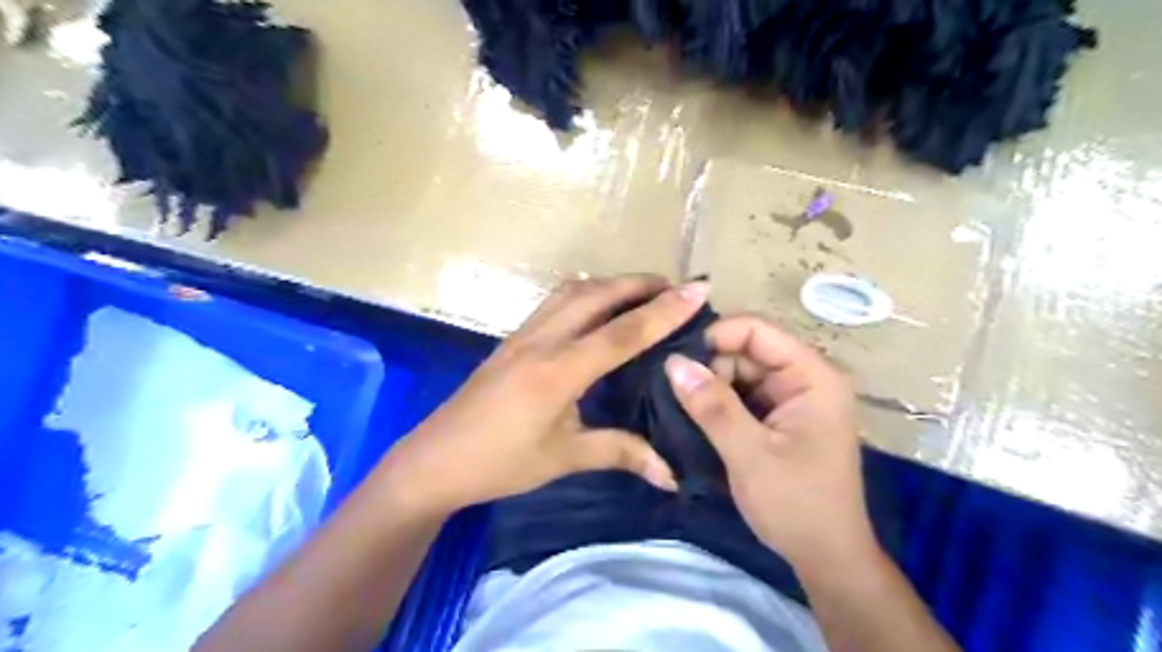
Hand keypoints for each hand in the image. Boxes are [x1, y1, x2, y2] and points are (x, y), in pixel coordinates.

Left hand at [379, 274, 708, 517]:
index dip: (664, 311)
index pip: (622, 333)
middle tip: (676, 287)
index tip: (698, 290)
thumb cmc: (499, 463)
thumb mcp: (564, 459)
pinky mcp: (512, 339)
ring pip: (572, 291)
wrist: (435, 460)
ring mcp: (522, 335)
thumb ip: (620, 453)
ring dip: (611, 284)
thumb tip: (671, 472)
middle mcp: (542, 341)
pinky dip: (585, 293)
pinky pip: (554, 301)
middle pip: (596, 295)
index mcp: (558, 371)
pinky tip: (597, 306)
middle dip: (639, 284)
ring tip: (642, 291)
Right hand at [663, 315, 871, 569]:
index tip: (677, 360)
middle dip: (709, 365)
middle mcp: (803, 378)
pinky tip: (692, 413)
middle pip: (746, 349)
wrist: (826, 557)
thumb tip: (673, 362)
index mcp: (812, 376)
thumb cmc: (796, 504)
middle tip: (672, 389)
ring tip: (676, 401)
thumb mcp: (749, 454)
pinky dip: (717, 401)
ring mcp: (790, 397)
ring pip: (739, 371)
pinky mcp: (777, 416)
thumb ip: (712, 406)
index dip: (716, 336)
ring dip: (709, 385)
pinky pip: (741, 394)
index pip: (757, 330)